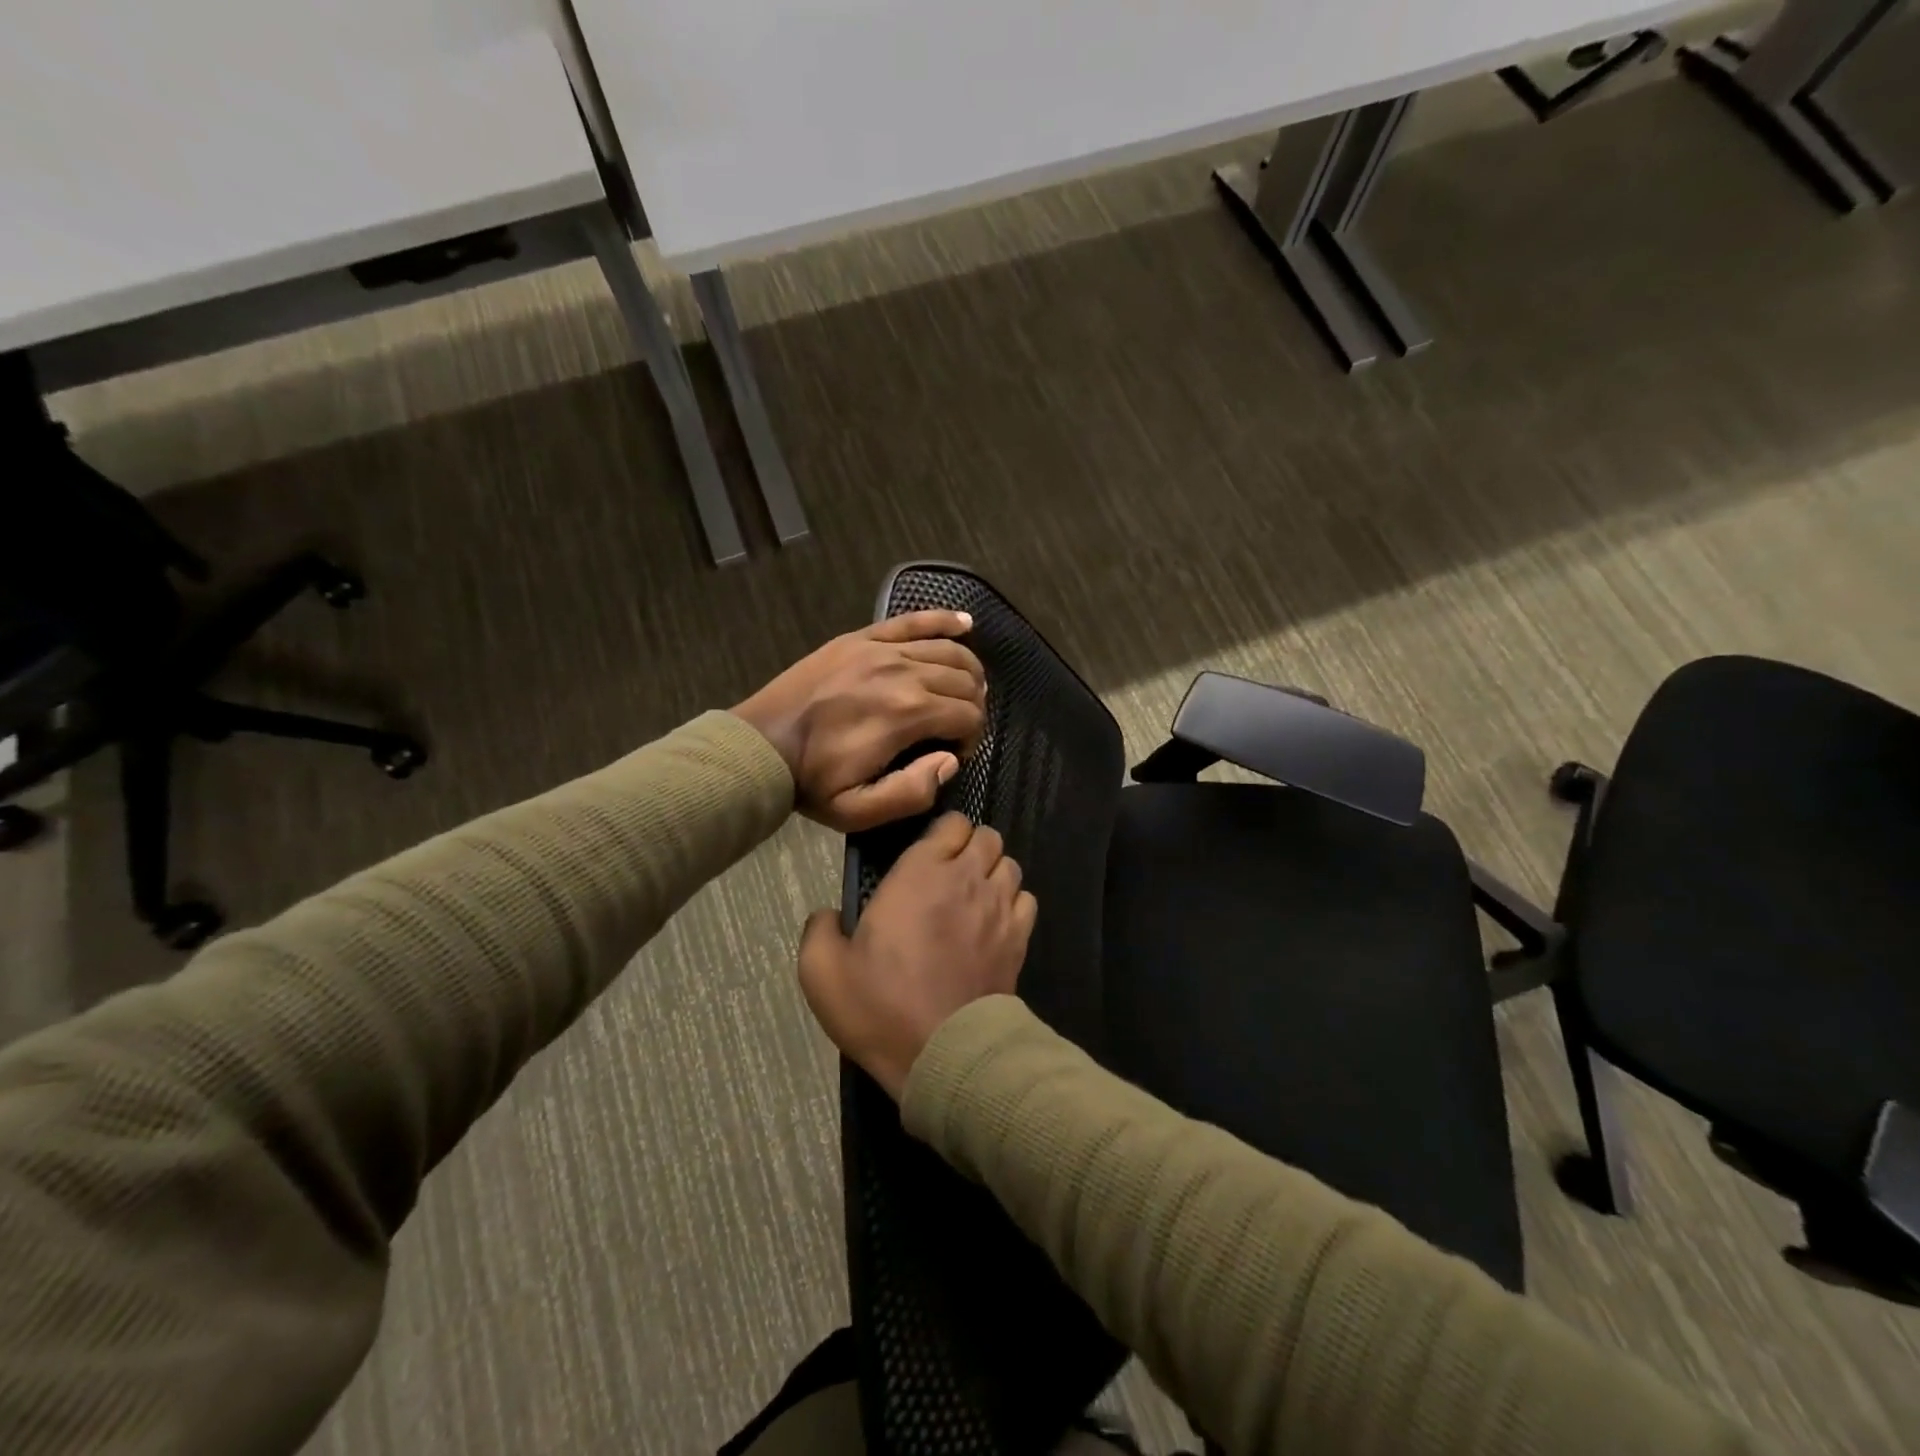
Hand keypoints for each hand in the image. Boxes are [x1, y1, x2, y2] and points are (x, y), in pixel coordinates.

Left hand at [735, 612, 986, 832]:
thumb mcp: (859, 810)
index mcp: (907, 713)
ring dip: (967, 671)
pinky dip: (944, 620)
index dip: (972, 737)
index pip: (968, 715)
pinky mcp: (861, 638)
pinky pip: (913, 621)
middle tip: (958, 727)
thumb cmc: (812, 781)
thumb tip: (950, 761)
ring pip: (948, 650)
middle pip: (964, 680)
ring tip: (966, 690)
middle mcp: (903, 671)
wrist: (761, 745)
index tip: (955, 753)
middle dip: (973, 705)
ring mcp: (881, 649)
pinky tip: (966, 624)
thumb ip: (913, 792)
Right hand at [798, 813, 1036, 1097]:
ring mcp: (999, 909)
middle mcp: (967, 879)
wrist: (943, 1053)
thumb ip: (819, 929)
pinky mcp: (1019, 940)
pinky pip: (1027, 900)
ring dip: (993, 872)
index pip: (951, 823)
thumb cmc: (881, 1005)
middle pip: (988, 837)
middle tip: (949, 873)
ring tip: (973, 896)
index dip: (941, 833)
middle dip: (971, 846)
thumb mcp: (821, 970)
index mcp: (920, 873)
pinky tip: (995, 923)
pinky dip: (1013, 902)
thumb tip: (828, 915)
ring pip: (1010, 865)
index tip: (926, 855)